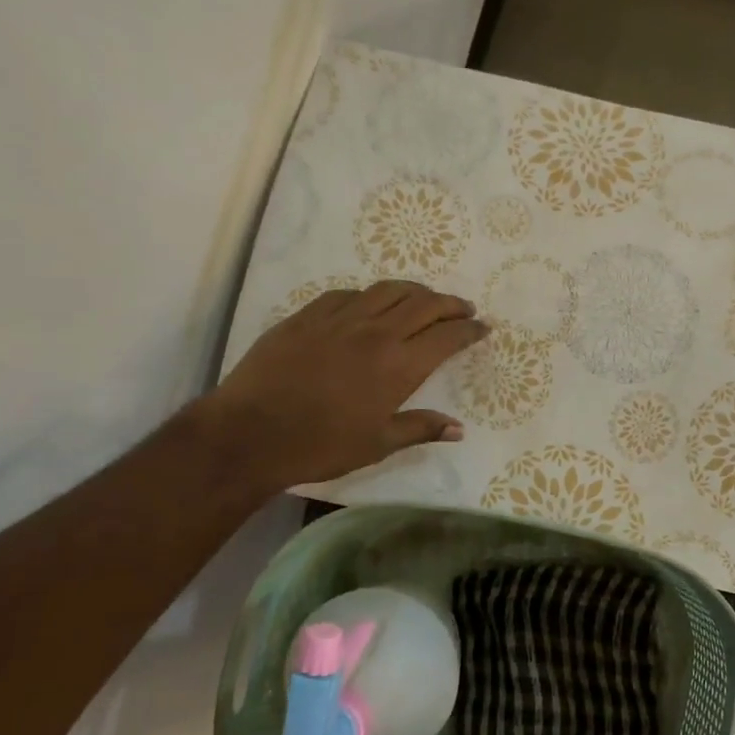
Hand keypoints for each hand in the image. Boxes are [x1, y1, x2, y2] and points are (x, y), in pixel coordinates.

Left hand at [211, 280, 487, 487]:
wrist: (251, 432)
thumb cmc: (321, 445)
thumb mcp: (378, 444)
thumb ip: (420, 428)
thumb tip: (458, 428)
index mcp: (399, 365)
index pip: (447, 336)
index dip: (470, 329)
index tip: (483, 328)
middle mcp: (376, 332)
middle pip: (424, 303)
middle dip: (451, 303)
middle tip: (464, 308)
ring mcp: (340, 318)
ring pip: (388, 290)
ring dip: (415, 291)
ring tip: (425, 298)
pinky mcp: (308, 315)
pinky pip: (349, 293)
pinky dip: (371, 295)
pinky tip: (371, 304)